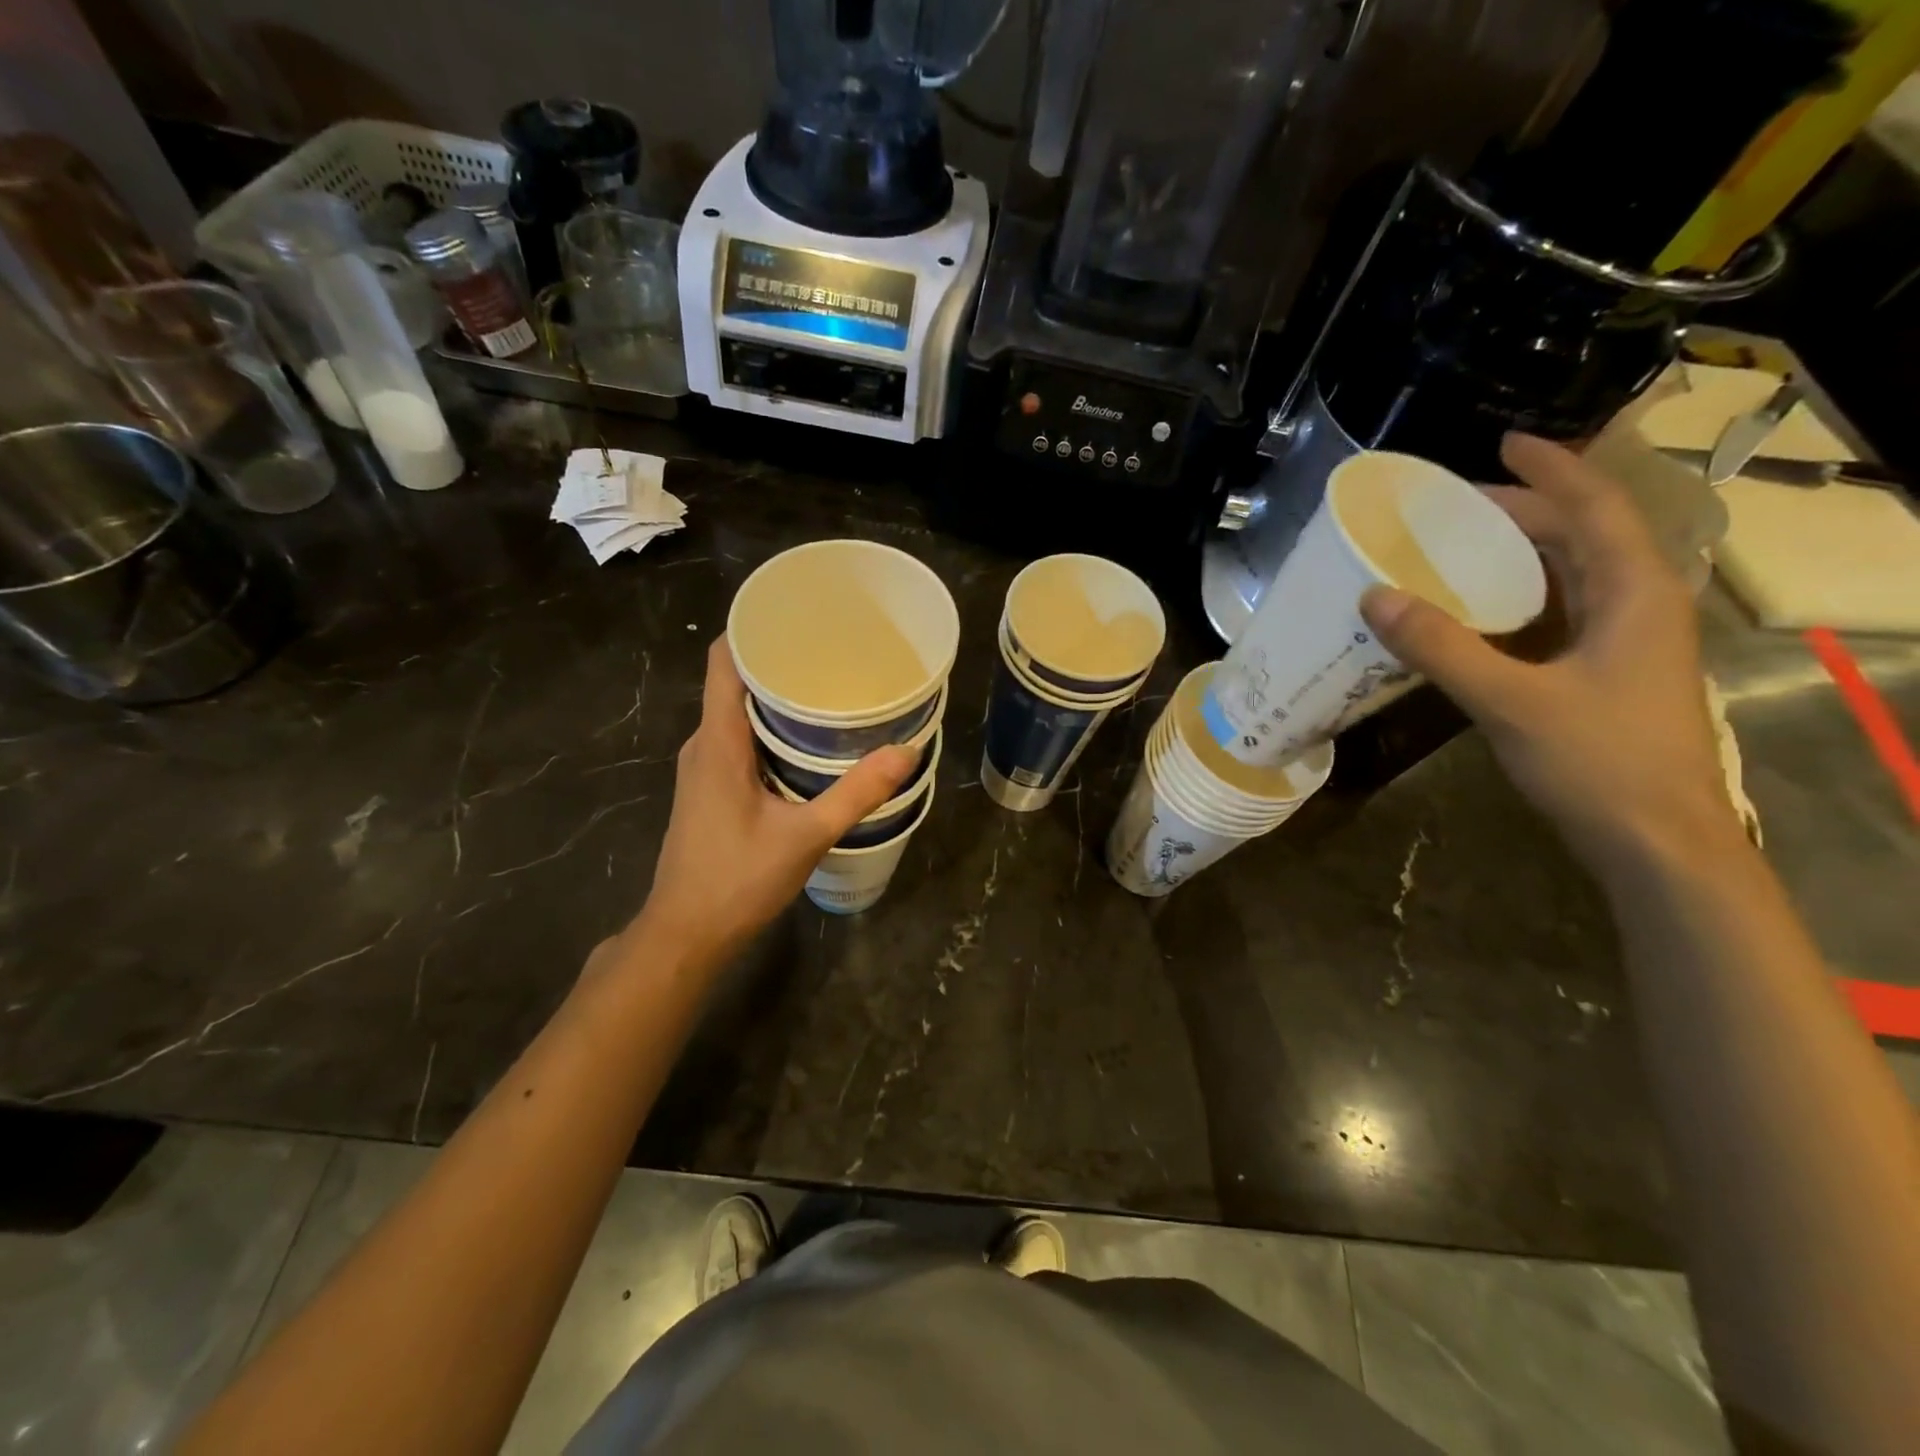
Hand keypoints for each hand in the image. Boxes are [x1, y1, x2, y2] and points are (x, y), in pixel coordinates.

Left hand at [627, 637, 915, 966]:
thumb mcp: (806, 836)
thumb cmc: (737, 880)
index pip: (724, 660)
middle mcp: (704, 744)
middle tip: (832, 650)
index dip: (753, 628)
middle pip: (735, 681)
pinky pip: (739, 739)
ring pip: (737, 713)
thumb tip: (906, 751)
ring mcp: (704, 768)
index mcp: (718, 741)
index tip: (797, 615)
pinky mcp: (710, 788)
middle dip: (779, 660)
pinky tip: (807, 740)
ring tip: (827, 687)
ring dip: (776, 697)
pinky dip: (770, 728)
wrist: (686, 934)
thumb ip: (856, 793)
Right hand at [1360, 433, 1738, 868]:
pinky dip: (1518, 598)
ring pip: (1574, 575)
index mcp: (1635, 594)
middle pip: (1584, 536)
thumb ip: (1441, 647)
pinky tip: (1476, 612)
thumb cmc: (1597, 762)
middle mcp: (1639, 605)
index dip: (1552, 470)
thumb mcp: (1509, 700)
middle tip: (1454, 508)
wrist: (1656, 841)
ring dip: (1521, 554)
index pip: (1595, 509)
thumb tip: (1374, 596)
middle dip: (1524, 511)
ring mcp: (1627, 642)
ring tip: (1459, 548)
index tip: (1503, 443)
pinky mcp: (1606, 673)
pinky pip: (1560, 613)